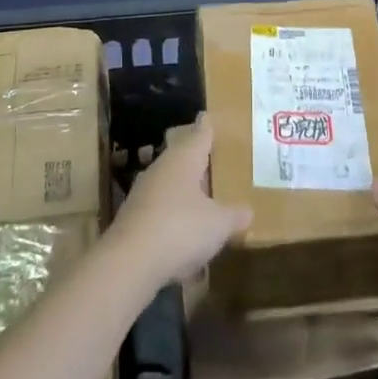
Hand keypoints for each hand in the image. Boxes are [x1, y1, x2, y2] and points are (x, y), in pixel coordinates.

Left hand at [106, 114, 251, 291]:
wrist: (129, 262)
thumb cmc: (181, 228)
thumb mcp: (218, 224)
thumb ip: (234, 215)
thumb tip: (248, 211)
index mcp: (183, 159)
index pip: (199, 134)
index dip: (207, 126)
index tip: (209, 116)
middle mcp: (161, 169)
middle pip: (182, 157)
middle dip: (197, 160)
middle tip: (215, 160)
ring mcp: (144, 193)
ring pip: (170, 184)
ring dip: (185, 191)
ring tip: (205, 198)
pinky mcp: (134, 219)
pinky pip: (161, 210)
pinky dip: (175, 218)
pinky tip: (186, 235)